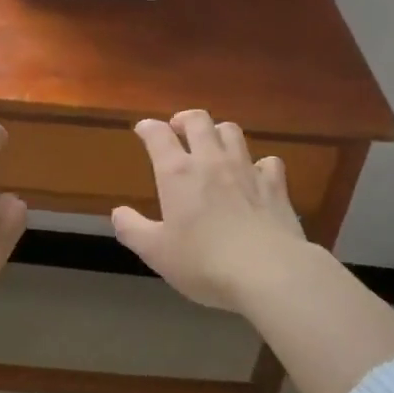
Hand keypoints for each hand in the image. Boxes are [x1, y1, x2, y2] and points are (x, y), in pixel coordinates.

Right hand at [112, 111, 309, 310]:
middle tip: (179, 129)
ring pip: (232, 132)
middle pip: (198, 120)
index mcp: (178, 173)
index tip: (143, 130)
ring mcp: (246, 169)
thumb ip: (133, 230)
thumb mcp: (156, 252)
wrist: (268, 273)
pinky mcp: (275, 185)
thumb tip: (118, 213)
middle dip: (185, 119)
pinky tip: (256, 175)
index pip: (158, 135)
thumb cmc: (204, 263)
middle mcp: (211, 160)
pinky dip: (259, 163)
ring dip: (219, 132)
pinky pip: (268, 161)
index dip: (148, 128)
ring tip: (214, 145)